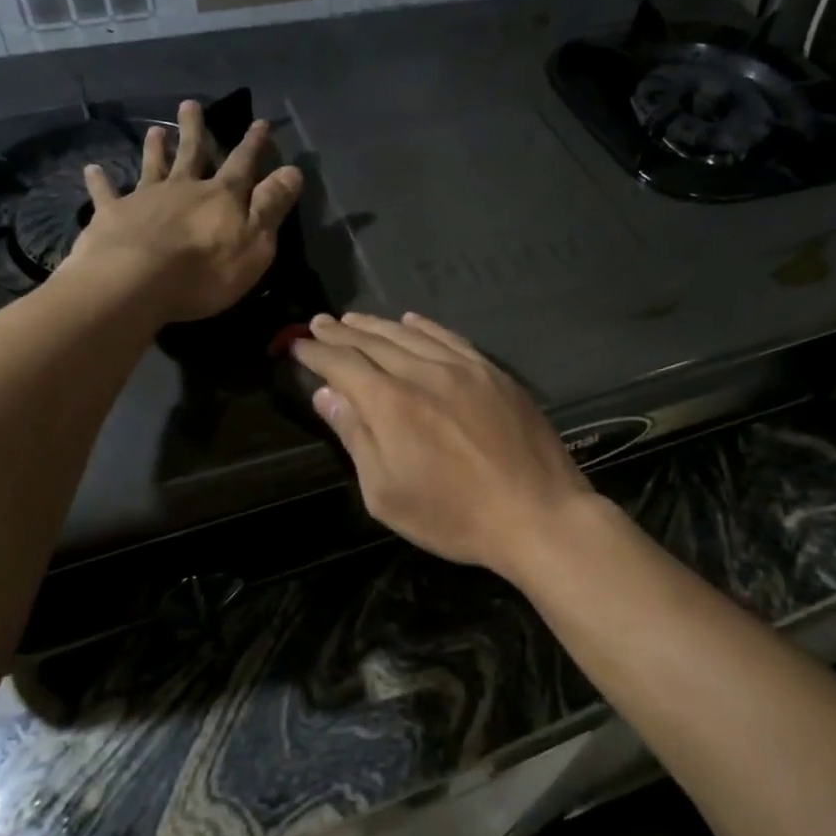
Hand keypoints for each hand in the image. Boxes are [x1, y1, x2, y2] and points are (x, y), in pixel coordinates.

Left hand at [63, 99, 301, 322]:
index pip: (243, 164)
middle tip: (190, 104)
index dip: (254, 144)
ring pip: (152, 167)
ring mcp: (145, 199)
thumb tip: (293, 170)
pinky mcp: (112, 215)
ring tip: (154, 130)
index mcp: (221, 196)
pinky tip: (91, 169)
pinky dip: (99, 181)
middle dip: (195, 131)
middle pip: (191, 154)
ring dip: (155, 148)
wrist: (135, 282)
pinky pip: (106, 194)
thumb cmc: (205, 270)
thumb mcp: (255, 242)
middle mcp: (183, 188)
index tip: (260, 122)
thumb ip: (271, 205)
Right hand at [290, 312, 599, 574]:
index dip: (316, 353)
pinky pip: (450, 338)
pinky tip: (412, 320)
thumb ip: (355, 438)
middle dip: (341, 332)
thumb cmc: (454, 516)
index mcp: (391, 404)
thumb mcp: (387, 493)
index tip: (298, 345)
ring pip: (410, 334)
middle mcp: (423, 373)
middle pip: (374, 343)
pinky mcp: (492, 373)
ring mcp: (463, 368)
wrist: (537, 513)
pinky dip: (425, 326)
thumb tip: (327, 394)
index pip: (343, 365)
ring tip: (354, 319)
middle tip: (319, 323)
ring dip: (377, 324)